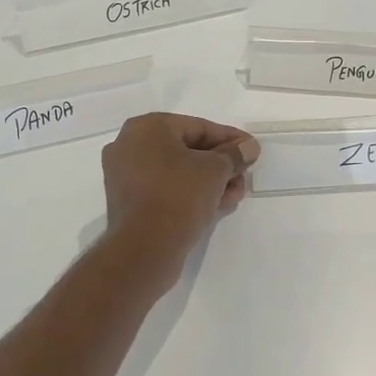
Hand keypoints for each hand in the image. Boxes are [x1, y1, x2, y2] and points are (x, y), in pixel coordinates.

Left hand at [101, 113, 258, 271]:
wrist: (144, 249)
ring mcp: (124, 175)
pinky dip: (189, 194)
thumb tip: (248, 147)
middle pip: (187, 149)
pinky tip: (215, 206)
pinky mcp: (127, 202)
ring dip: (208, 182)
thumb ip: (234, 154)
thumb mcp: (215, 170)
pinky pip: (164, 189)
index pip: (198, 127)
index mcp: (147, 127)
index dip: (230, 139)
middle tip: (243, 178)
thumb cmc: (179, 195)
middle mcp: (129, 145)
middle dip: (220, 165)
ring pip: (177, 172)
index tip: (251, 151)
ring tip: (233, 196)